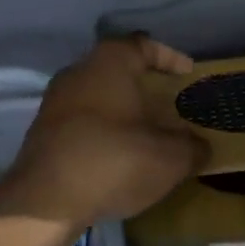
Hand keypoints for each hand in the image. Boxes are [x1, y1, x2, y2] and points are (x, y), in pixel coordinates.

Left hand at [0, 36, 205, 240]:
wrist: (45, 201)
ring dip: (121, 110)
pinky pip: (81, 120)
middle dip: (144, 86)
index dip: (169, 58)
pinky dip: (102, 130)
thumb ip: (192, 148)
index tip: (187, 75)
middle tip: (168, 105)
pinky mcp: (43, 131)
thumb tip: (201, 147)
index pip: (144, 45)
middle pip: (118, 69)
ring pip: (97, 95)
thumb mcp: (169, 158)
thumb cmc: (113, 160)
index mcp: (110, 62)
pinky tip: (117, 154)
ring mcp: (56, 100)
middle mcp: (79, 71)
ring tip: (146, 132)